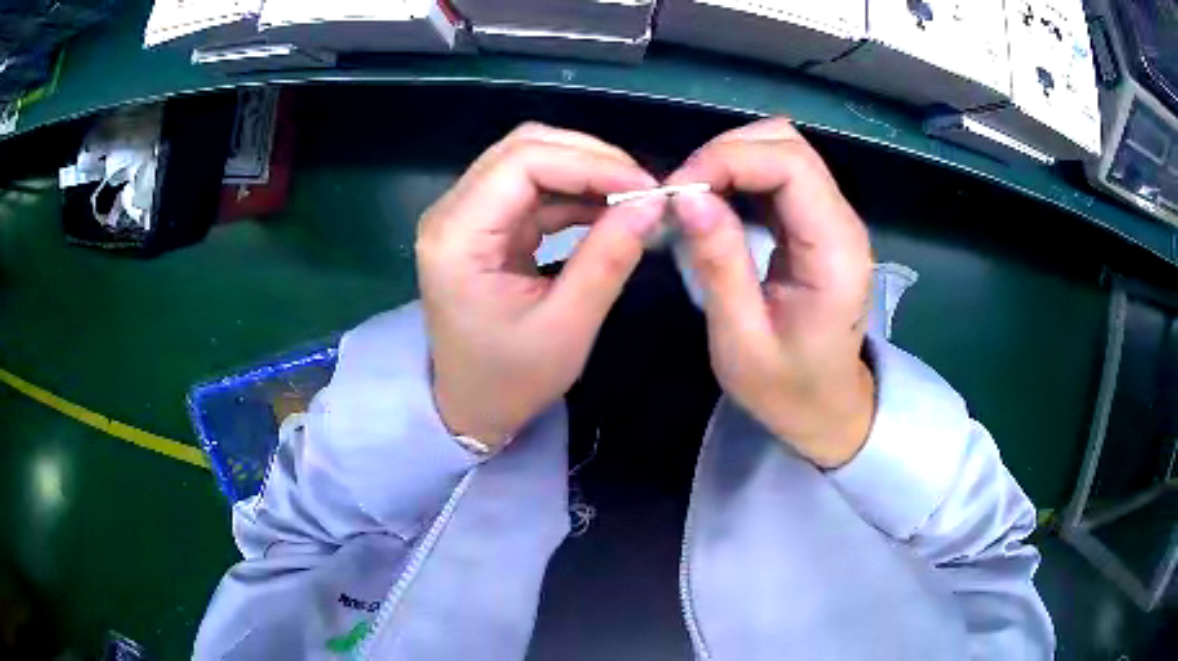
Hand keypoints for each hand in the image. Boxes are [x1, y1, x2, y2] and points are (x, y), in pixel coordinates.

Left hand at [417, 123, 664, 447]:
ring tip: (634, 197)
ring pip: (528, 162)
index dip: (589, 163)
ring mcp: (464, 216)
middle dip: (589, 158)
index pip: (522, 163)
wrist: (472, 408)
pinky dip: (573, 193)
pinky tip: (609, 208)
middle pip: (522, 149)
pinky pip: (531, 189)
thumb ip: (609, 257)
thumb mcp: (568, 325)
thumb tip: (653, 202)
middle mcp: (451, 213)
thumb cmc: (511, 379)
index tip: (644, 186)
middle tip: (642, 186)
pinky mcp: (483, 225)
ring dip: (584, 172)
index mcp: (456, 238)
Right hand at [666, 118, 875, 467]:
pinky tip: (715, 201)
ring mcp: (834, 219)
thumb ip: (719, 264)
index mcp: (835, 252)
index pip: (791, 165)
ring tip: (693, 196)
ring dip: (731, 159)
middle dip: (726, 153)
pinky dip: (741, 174)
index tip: (678, 190)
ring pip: (784, 150)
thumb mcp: (741, 340)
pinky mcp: (819, 223)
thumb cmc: (786, 388)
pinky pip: (780, 174)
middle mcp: (843, 222)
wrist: (827, 409)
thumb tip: (686, 195)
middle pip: (789, 144)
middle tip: (681, 193)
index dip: (729, 159)